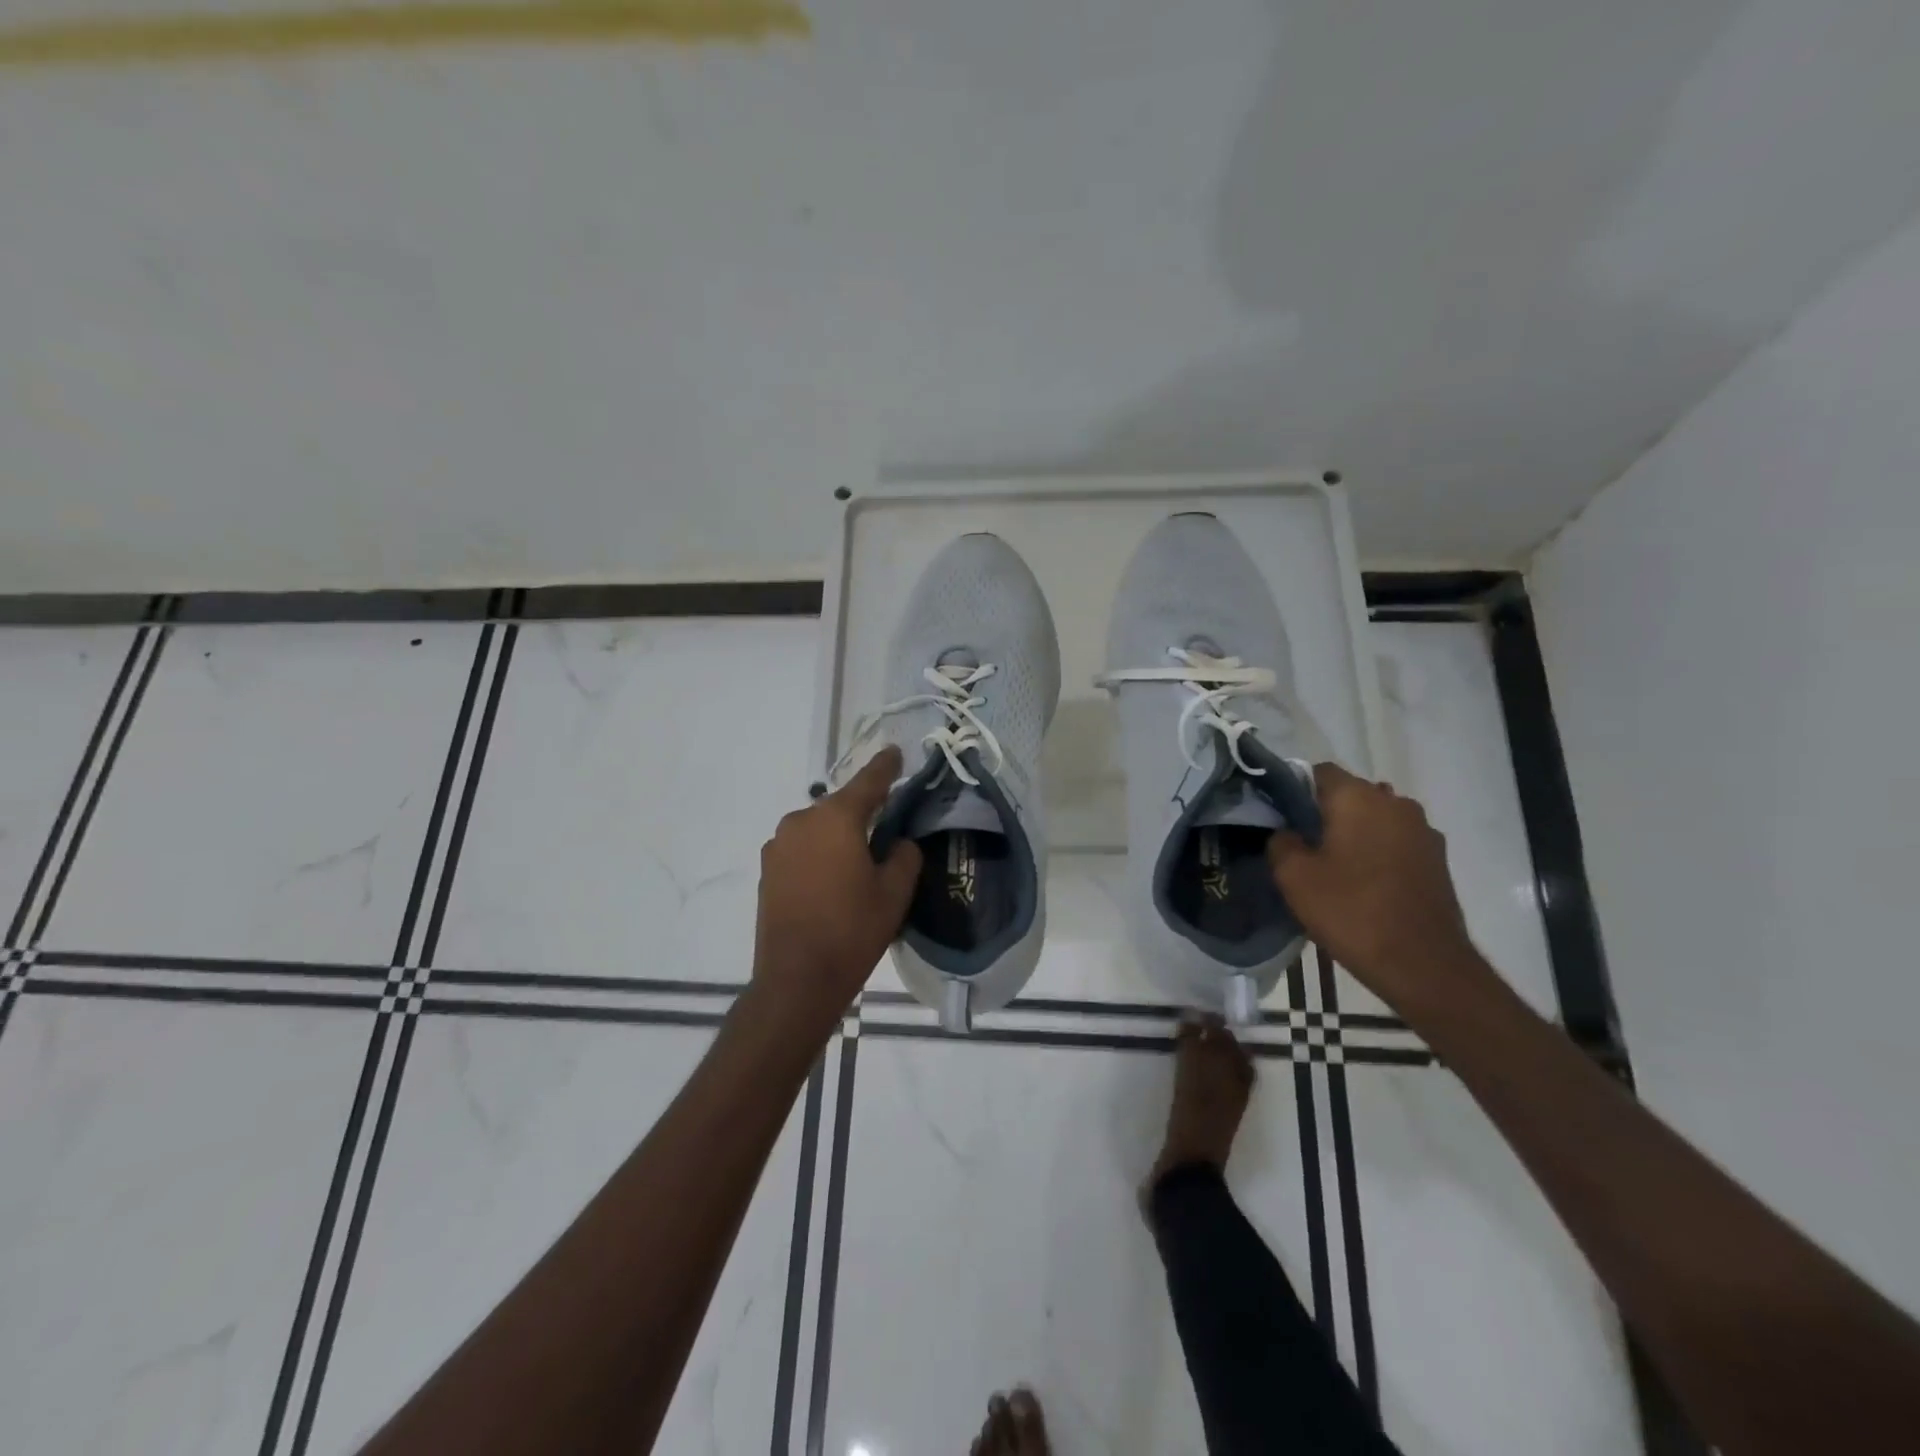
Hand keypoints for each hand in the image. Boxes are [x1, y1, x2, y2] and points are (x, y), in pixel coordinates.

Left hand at [750, 746, 921, 1037]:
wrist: (796, 980)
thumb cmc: (852, 931)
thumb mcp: (894, 893)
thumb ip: (904, 856)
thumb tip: (898, 843)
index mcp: (836, 818)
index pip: (868, 782)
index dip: (885, 767)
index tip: (895, 752)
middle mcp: (802, 821)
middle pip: (841, 807)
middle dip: (863, 813)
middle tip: (886, 828)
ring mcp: (779, 845)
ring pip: (819, 828)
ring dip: (839, 836)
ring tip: (858, 863)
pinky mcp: (768, 870)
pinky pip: (802, 849)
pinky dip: (820, 854)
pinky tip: (832, 880)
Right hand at [1268, 763, 1486, 1011]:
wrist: (1424, 965)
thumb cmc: (1352, 912)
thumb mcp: (1293, 877)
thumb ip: (1281, 842)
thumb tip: (1286, 833)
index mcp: (1359, 798)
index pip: (1319, 772)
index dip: (1294, 791)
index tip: (1280, 819)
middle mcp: (1396, 803)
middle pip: (1350, 795)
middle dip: (1325, 813)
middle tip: (1302, 846)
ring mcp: (1423, 831)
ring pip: (1375, 819)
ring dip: (1354, 834)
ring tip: (1333, 868)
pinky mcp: (1437, 860)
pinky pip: (1395, 842)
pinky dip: (1377, 853)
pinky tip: (1363, 884)